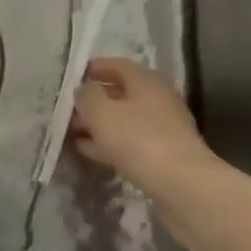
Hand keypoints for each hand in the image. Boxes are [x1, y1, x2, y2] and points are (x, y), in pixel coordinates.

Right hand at [72, 57, 208, 187]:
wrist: (182, 185)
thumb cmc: (139, 140)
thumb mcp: (102, 112)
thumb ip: (87, 96)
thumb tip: (83, 90)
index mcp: (146, 80)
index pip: (117, 65)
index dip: (93, 69)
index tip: (71, 78)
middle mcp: (157, 98)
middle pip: (120, 93)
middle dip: (93, 101)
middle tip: (68, 110)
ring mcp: (163, 128)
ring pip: (124, 119)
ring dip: (99, 124)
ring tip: (72, 132)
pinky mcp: (163, 154)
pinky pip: (130, 141)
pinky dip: (109, 143)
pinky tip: (90, 151)